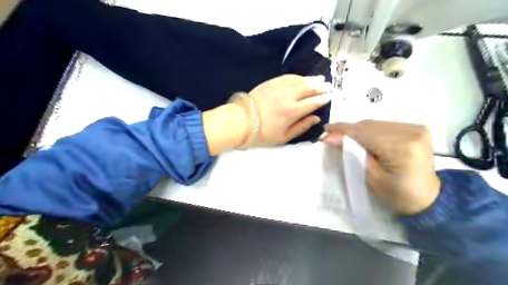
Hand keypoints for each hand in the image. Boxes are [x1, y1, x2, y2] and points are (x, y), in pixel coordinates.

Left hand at [232, 75, 333, 147]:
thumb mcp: (284, 137)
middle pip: (309, 88)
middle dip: (321, 86)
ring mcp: (279, 87)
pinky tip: (302, 77)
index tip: (331, 96)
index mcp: (293, 111)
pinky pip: (288, 77)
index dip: (324, 98)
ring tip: (320, 78)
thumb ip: (301, 127)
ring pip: (300, 80)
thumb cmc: (262, 133)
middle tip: (329, 85)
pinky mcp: (270, 82)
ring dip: (311, 79)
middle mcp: (289, 96)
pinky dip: (297, 76)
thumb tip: (316, 118)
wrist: (241, 121)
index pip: (314, 102)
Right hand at [323, 120, 442, 215]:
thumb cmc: (396, 193)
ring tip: (348, 138)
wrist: (428, 198)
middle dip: (349, 130)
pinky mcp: (417, 128)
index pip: (363, 133)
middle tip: (333, 136)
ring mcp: (416, 128)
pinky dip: (372, 130)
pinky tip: (366, 138)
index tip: (326, 128)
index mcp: (400, 147)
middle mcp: (410, 132)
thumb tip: (331, 138)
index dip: (342, 129)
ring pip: (376, 123)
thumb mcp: (370, 176)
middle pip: (369, 125)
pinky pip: (385, 124)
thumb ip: (351, 153)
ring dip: (360, 129)